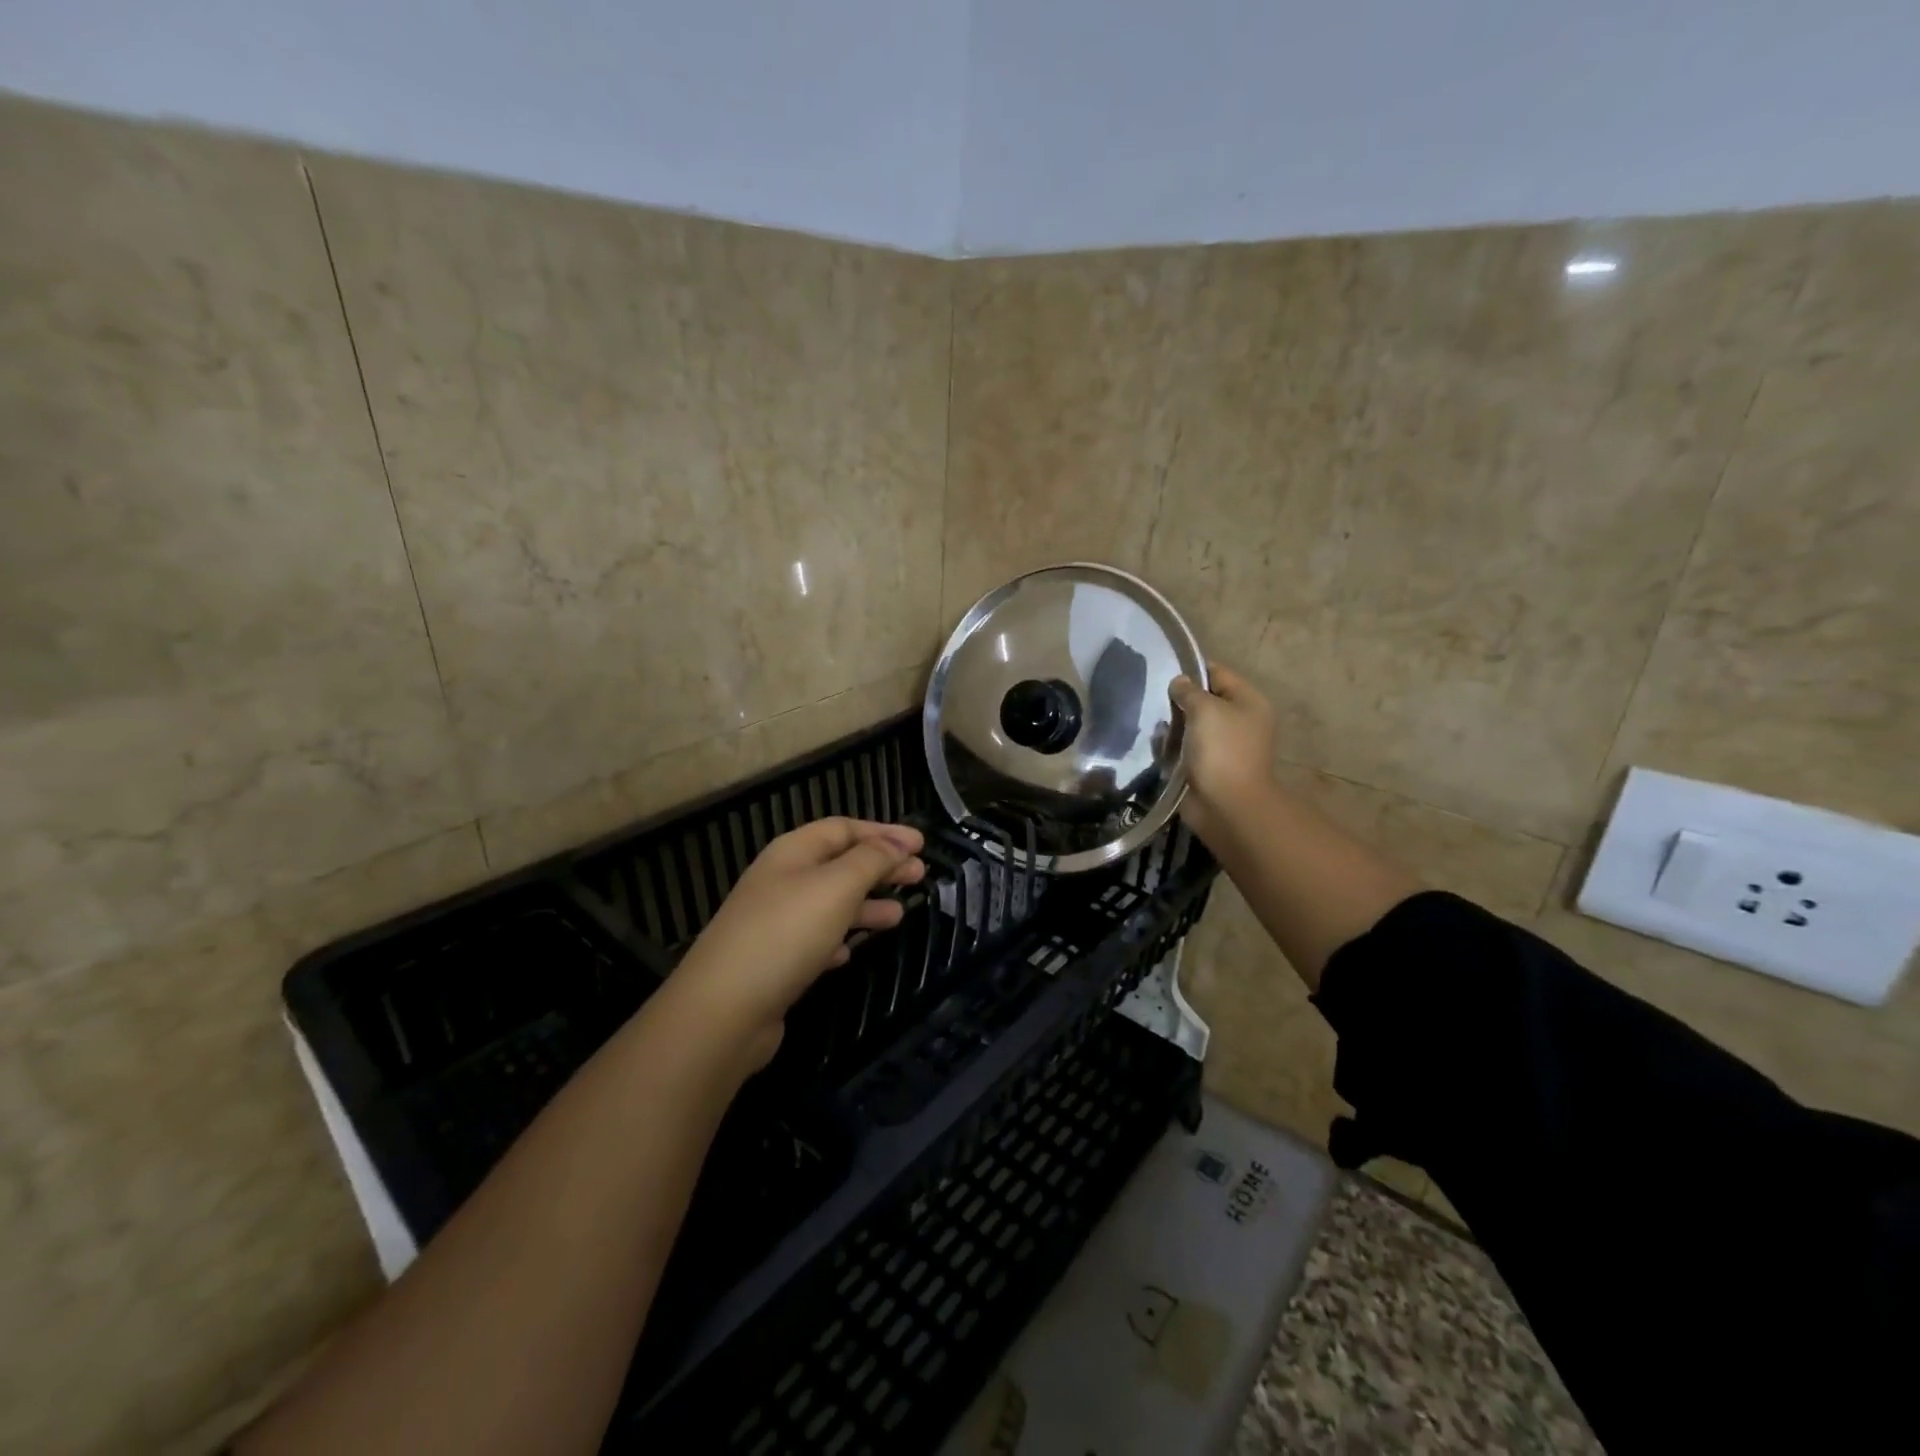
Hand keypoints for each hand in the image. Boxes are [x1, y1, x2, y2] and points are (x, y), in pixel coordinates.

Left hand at [667, 817, 925, 1066]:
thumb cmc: (786, 934)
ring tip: (900, 915)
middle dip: (881, 867)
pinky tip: (852, 951)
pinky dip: (840, 938)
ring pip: (830, 903)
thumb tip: (898, 842)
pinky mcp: (774, 961)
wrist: (723, 1010)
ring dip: (866, 904)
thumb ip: (871, 860)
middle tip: (920, 876)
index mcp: (793, 852)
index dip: (884, 833)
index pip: (844, 828)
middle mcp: (781, 880)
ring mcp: (775, 922)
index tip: (922, 845)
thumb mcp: (837, 886)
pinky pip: (815, 939)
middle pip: (839, 864)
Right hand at [1170, 662, 1276, 843]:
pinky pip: (1185, 749)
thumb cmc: (1221, 750)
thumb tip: (1179, 682)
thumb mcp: (1205, 709)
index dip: (1192, 670)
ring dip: (1173, 726)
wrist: (1227, 806)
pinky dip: (1171, 748)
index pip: (1218, 673)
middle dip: (1179, 701)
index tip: (1164, 670)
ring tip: (1152, 724)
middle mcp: (1239, 721)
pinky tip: (1156, 746)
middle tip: (1154, 698)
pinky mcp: (1207, 767)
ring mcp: (1224, 746)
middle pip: (1204, 700)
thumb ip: (1189, 691)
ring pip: (1192, 726)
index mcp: (1248, 702)